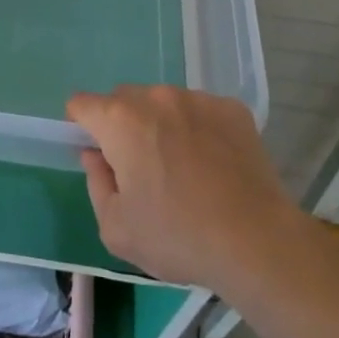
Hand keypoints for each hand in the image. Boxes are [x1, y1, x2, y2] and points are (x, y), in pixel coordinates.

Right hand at [68, 86, 303, 293]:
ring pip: (164, 103)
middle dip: (122, 126)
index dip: (81, 127)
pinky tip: (214, 165)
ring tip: (183, 168)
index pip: (82, 104)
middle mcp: (156, 97)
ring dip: (162, 125)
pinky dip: (198, 129)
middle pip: (124, 100)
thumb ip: (96, 183)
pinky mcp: (232, 108)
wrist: (256, 241)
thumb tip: (96, 156)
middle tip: (141, 169)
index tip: (97, 155)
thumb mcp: (116, 228)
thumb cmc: (177, 237)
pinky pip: (200, 111)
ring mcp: (197, 98)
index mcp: (121, 120)